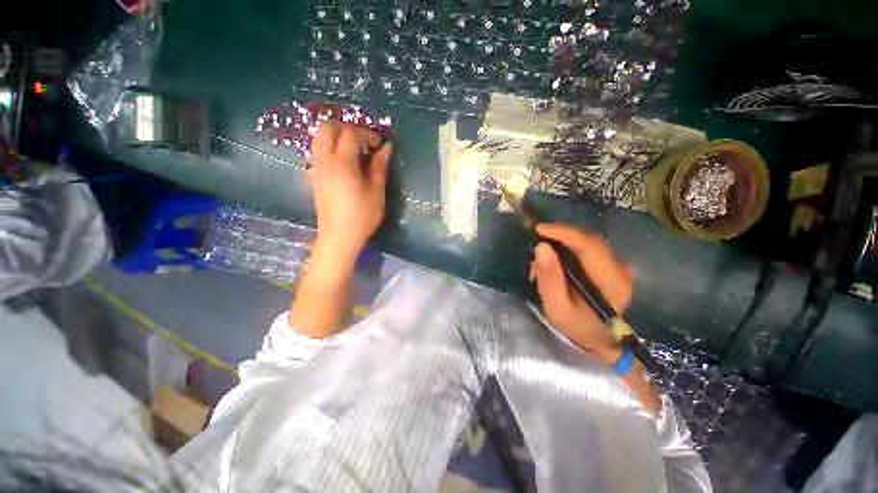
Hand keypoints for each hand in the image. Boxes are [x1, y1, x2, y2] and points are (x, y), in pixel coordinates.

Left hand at [311, 123, 391, 256]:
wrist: (339, 236)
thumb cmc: (362, 215)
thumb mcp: (376, 191)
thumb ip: (380, 166)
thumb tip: (386, 148)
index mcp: (342, 162)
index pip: (351, 134)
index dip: (368, 134)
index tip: (380, 144)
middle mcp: (324, 160)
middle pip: (328, 128)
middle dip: (347, 128)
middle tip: (365, 140)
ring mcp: (316, 168)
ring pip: (319, 138)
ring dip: (337, 136)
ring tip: (355, 149)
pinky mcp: (314, 176)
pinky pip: (318, 150)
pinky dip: (331, 147)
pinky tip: (345, 161)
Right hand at [531, 223, 633, 364]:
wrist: (599, 339)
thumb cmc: (577, 326)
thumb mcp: (557, 308)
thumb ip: (549, 279)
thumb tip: (541, 247)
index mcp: (611, 282)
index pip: (590, 246)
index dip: (564, 233)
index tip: (539, 229)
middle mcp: (620, 268)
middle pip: (588, 240)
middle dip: (559, 238)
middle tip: (536, 249)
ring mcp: (617, 265)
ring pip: (586, 242)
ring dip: (561, 244)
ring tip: (542, 261)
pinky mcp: (610, 265)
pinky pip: (586, 248)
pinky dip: (567, 249)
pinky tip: (554, 262)